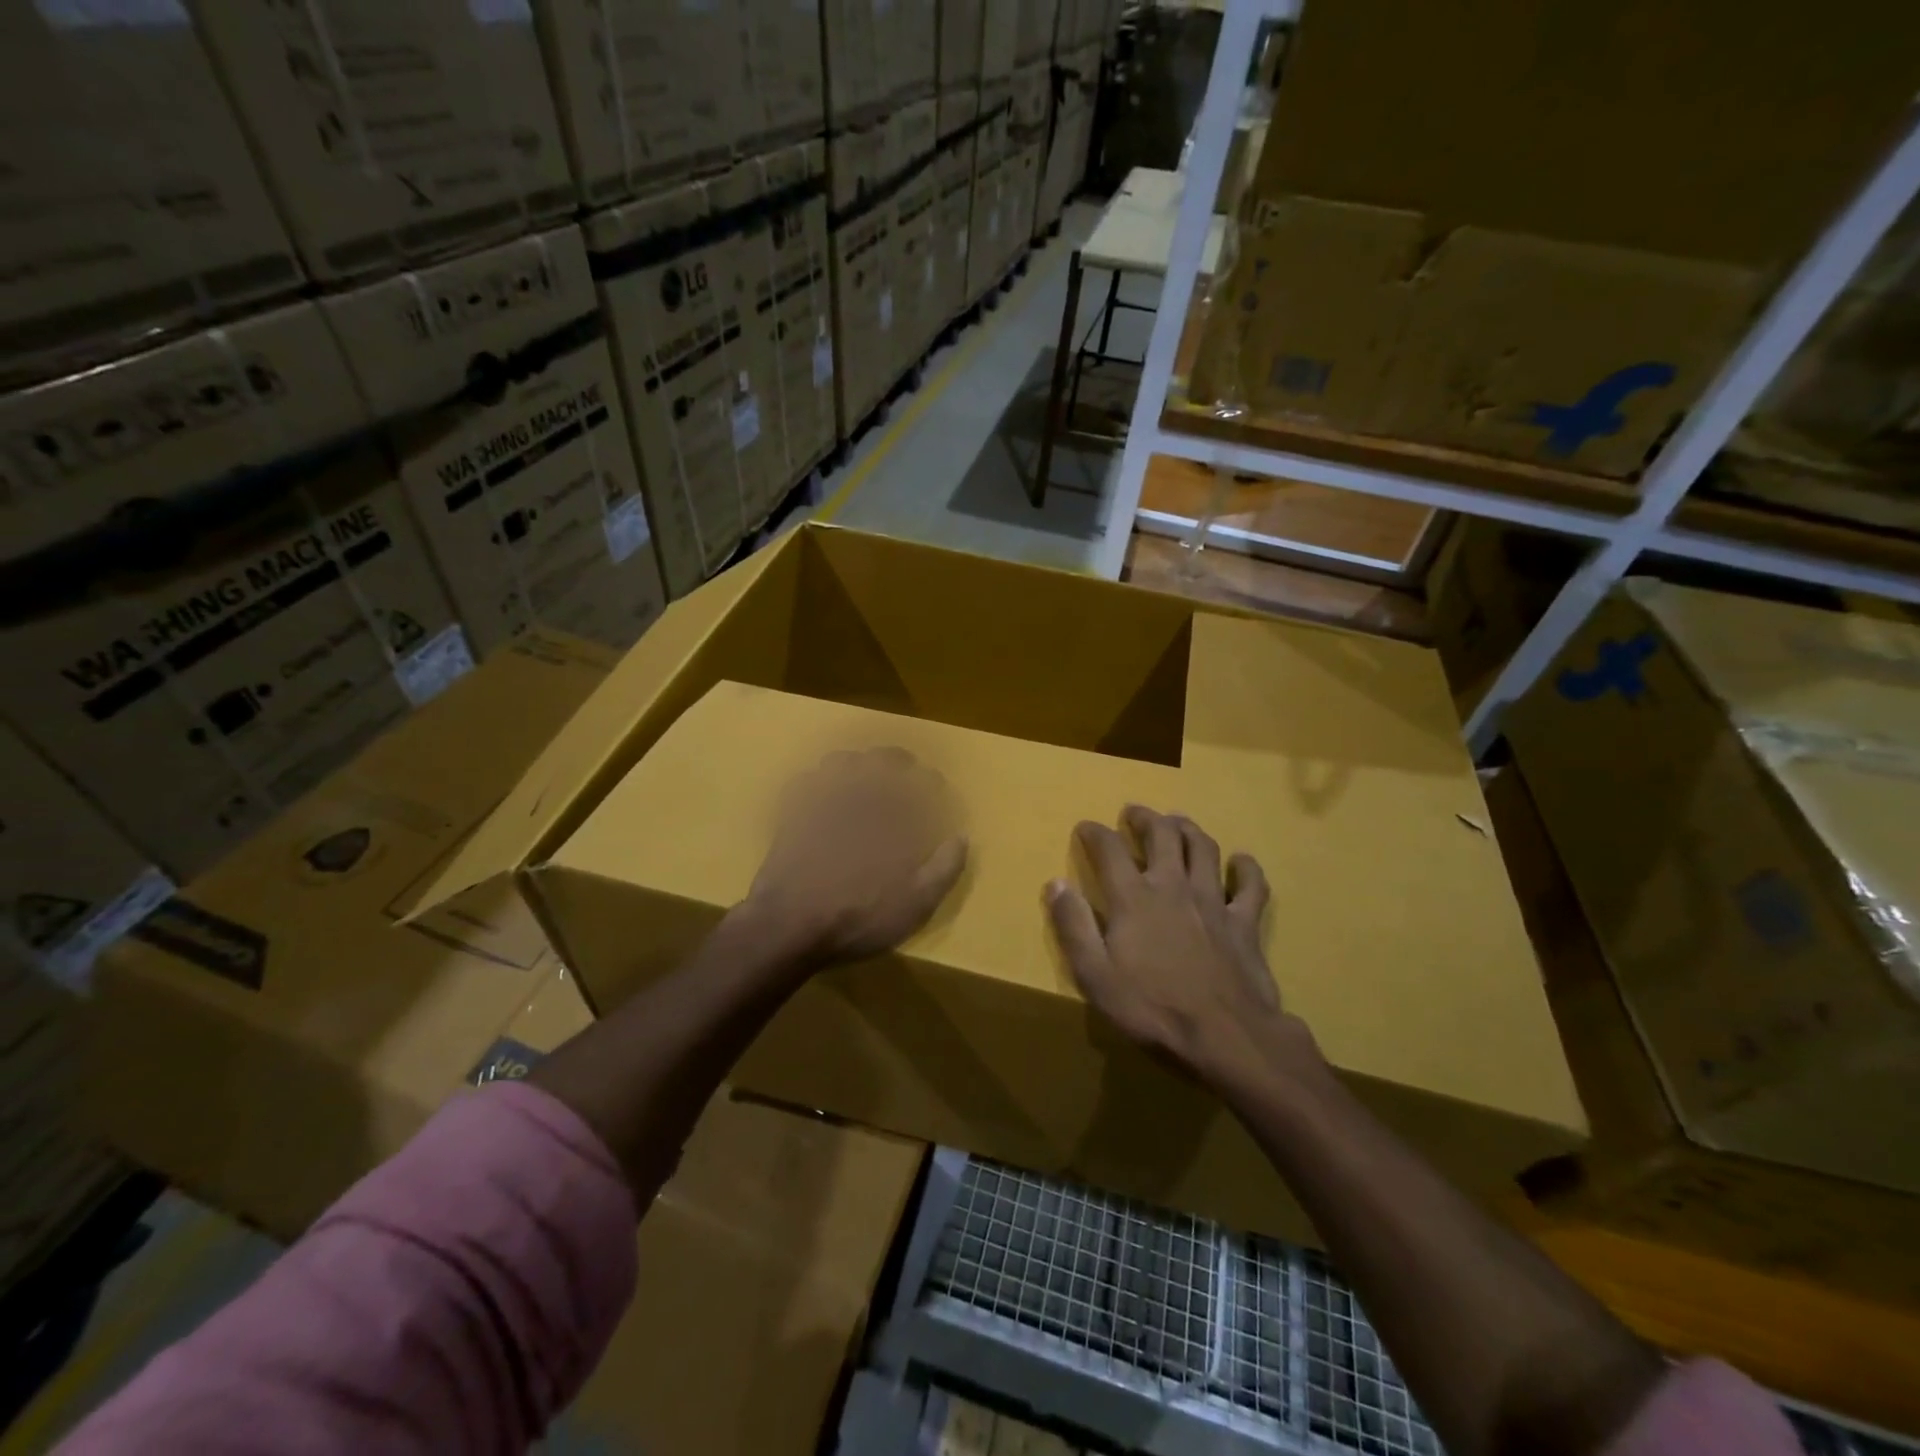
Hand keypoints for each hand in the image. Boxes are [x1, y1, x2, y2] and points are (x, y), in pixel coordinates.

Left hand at [741, 747, 967, 969]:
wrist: (790, 925)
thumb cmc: (859, 916)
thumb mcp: (915, 904)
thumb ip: (944, 868)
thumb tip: (962, 837)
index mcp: (893, 816)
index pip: (920, 781)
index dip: (931, 780)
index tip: (936, 786)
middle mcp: (859, 797)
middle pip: (881, 759)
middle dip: (897, 760)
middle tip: (904, 768)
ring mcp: (820, 800)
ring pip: (840, 761)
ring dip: (857, 763)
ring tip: (862, 775)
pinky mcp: (791, 812)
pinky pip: (805, 780)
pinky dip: (817, 780)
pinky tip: (821, 792)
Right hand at [1046, 805, 1317, 1092]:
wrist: (1225, 1036)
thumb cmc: (1152, 1008)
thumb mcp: (1095, 975)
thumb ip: (1073, 926)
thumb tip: (1055, 884)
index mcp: (1133, 898)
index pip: (1109, 849)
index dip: (1095, 833)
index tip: (1085, 827)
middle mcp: (1173, 886)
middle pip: (1162, 835)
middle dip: (1145, 818)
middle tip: (1135, 812)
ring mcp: (1213, 901)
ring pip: (1203, 848)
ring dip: (1188, 828)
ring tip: (1178, 821)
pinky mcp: (1244, 922)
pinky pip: (1251, 886)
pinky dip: (1246, 869)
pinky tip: (1242, 861)